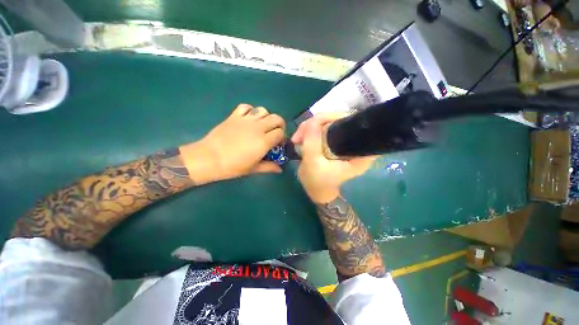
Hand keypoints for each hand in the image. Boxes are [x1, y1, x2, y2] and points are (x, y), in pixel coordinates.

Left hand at [180, 104, 285, 182]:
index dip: (282, 138)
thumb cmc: (233, 166)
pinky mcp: (234, 116)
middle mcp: (258, 128)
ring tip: (263, 125)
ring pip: (263, 110)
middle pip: (276, 118)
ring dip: (267, 117)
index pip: (280, 133)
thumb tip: (280, 169)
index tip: (278, 143)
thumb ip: (269, 167)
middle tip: (275, 132)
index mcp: (264, 141)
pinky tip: (249, 118)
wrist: (210, 158)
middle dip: (279, 124)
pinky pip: (246, 107)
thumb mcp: (253, 168)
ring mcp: (246, 120)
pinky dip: (250, 110)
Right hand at [292, 113, 376, 202]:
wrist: (316, 190)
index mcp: (358, 151)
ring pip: (328, 122)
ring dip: (310, 126)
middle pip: (338, 119)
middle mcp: (355, 143)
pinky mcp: (335, 140)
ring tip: (298, 138)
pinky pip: (323, 127)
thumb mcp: (313, 163)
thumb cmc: (317, 182)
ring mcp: (344, 140)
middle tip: (301, 134)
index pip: (353, 124)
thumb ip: (313, 142)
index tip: (316, 126)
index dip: (334, 118)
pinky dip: (311, 130)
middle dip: (317, 122)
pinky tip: (301, 137)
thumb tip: (312, 121)